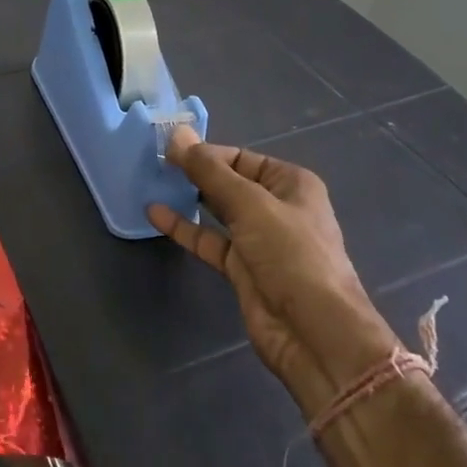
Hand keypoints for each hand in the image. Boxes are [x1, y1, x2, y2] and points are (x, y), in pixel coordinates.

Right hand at [148, 127, 395, 415]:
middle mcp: (277, 207)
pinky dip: (184, 228)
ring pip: (217, 211)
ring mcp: (259, 240)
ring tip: (152, 182)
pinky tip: (156, 214)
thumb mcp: (250, 204)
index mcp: (290, 183)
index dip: (205, 152)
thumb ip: (209, 170)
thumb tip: (176, 133)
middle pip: (228, 182)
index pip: (240, 157)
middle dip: (195, 173)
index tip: (166, 149)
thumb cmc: (291, 254)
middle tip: (153, 163)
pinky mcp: (242, 268)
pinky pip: (209, 240)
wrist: (315, 333)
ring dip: (188, 198)